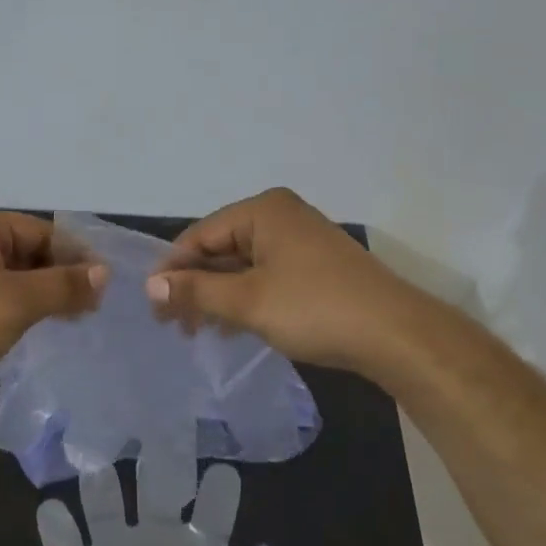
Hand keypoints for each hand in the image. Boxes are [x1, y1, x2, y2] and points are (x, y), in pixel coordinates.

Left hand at [0, 211, 107, 404]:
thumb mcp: (20, 300)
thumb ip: (65, 284)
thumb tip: (104, 274)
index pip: (42, 231)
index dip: (75, 256)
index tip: (104, 285)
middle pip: (30, 253)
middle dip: (61, 278)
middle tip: (92, 307)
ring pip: (17, 278)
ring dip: (45, 296)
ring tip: (73, 319)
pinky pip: (0, 298)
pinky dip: (23, 309)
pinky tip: (42, 328)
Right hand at [36, 448, 287, 545]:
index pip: (211, 516)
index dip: (218, 494)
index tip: (222, 472)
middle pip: (156, 494)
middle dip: (157, 467)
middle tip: (158, 435)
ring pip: (106, 512)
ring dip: (101, 491)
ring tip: (98, 470)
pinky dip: (57, 534)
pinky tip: (49, 510)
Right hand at [145, 187, 406, 371]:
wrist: (395, 335)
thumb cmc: (314, 309)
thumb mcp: (247, 301)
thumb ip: (196, 291)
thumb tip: (150, 287)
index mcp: (263, 210)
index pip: (199, 235)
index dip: (172, 270)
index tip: (153, 307)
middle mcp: (281, 215)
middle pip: (220, 248)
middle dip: (194, 286)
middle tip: (173, 326)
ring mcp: (300, 240)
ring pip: (242, 265)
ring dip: (217, 296)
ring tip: (198, 332)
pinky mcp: (315, 266)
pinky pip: (264, 275)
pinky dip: (244, 298)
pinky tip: (231, 327)